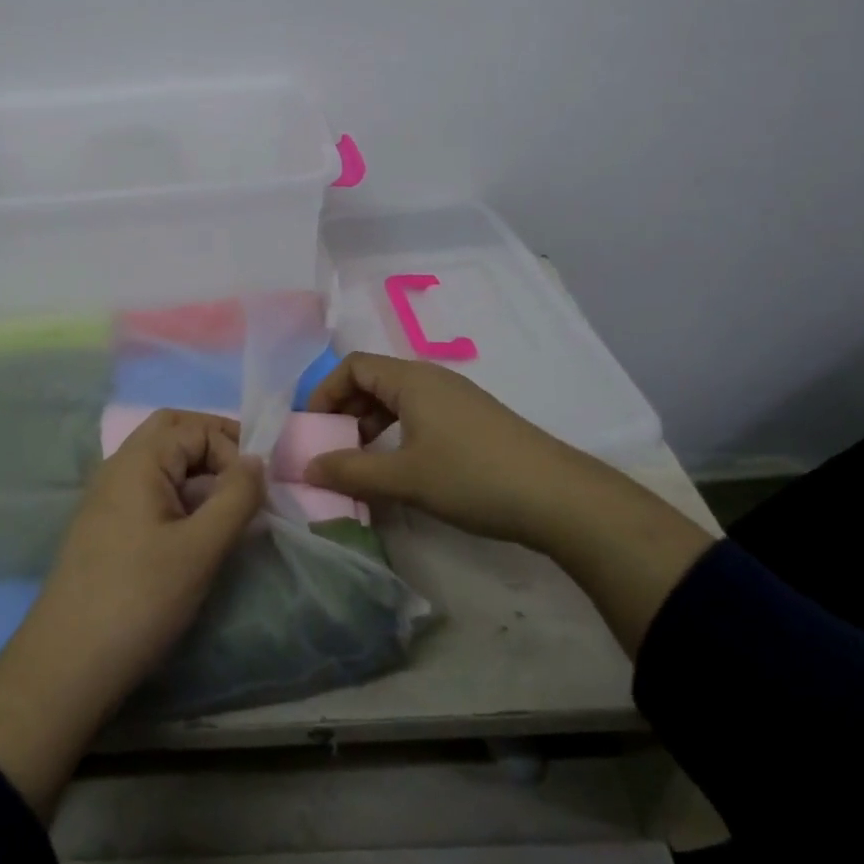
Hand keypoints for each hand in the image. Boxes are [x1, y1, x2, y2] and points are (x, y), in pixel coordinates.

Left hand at [0, 410, 264, 815]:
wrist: (66, 665)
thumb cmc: (139, 599)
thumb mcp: (201, 548)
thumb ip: (236, 497)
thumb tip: (256, 460)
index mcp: (138, 460)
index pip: (196, 427)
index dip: (232, 449)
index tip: (257, 489)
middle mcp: (118, 466)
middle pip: (172, 430)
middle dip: (213, 443)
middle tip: (245, 474)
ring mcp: (107, 495)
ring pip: (159, 459)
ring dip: (196, 467)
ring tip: (228, 501)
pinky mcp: (105, 525)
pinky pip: (148, 487)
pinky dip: (178, 490)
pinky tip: (195, 526)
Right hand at [304, 352, 568, 543]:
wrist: (557, 497)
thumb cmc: (472, 477)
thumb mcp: (405, 478)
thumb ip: (351, 471)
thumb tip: (306, 468)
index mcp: (411, 379)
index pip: (353, 366)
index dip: (325, 392)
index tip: (311, 429)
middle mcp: (431, 379)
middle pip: (373, 380)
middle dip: (345, 411)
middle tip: (331, 449)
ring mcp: (455, 399)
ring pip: (397, 400)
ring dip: (371, 426)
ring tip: (361, 462)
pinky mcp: (472, 421)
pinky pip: (420, 416)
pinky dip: (397, 434)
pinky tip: (400, 469)